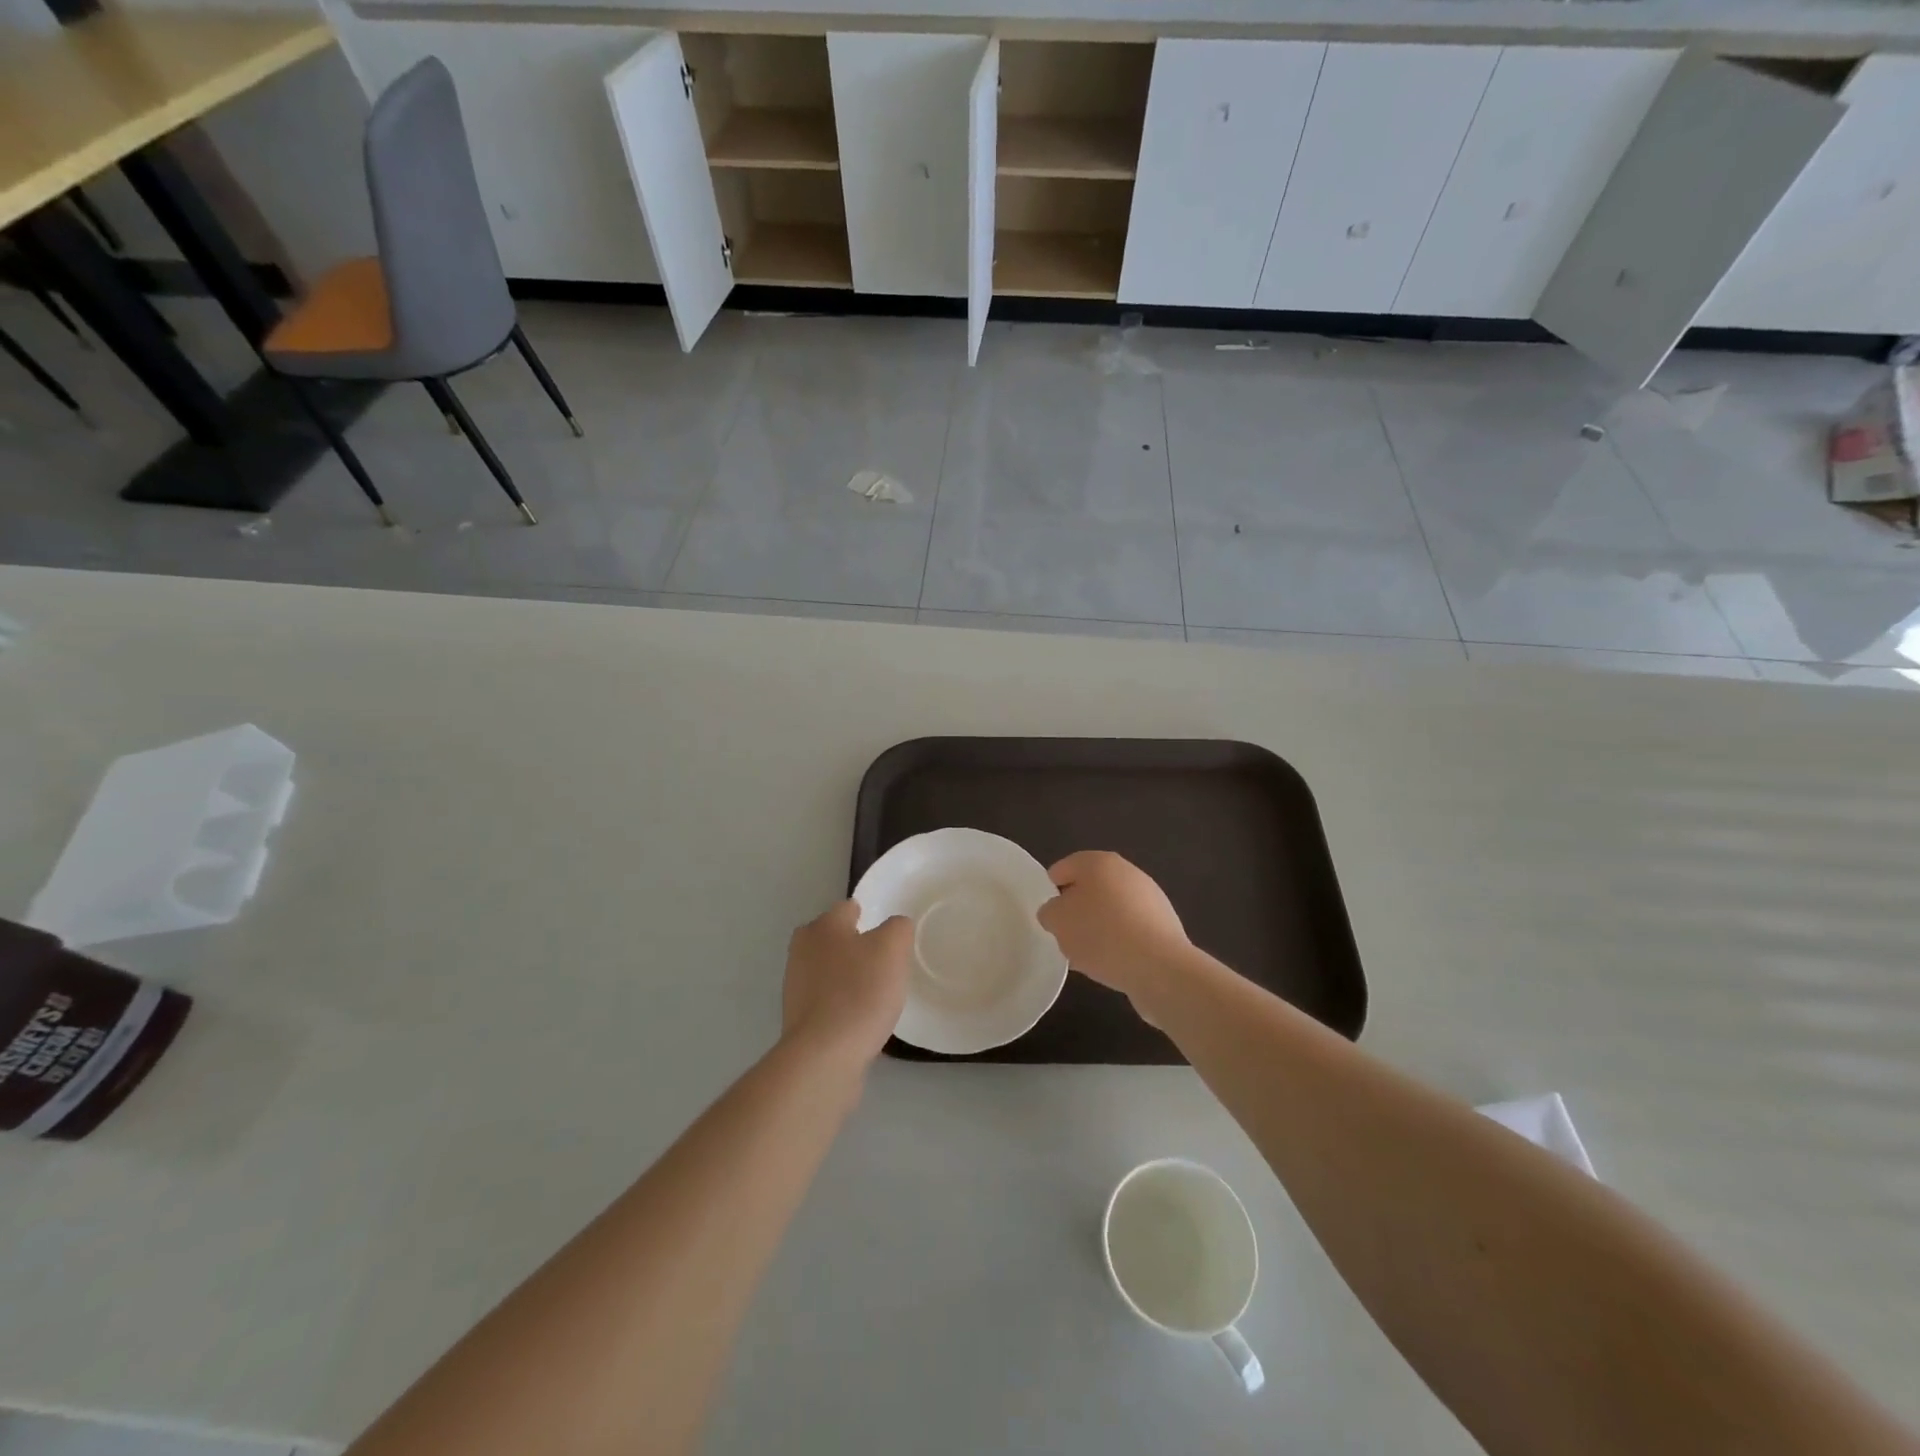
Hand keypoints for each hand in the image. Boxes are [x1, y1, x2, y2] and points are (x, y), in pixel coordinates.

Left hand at [782, 901, 912, 1064]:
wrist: (825, 1056)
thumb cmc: (860, 992)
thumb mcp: (893, 948)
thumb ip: (898, 928)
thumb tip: (894, 927)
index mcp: (822, 926)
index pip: (849, 908)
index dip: (871, 917)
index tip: (889, 936)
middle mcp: (802, 949)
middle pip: (836, 938)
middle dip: (857, 947)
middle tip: (885, 964)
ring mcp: (795, 984)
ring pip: (830, 969)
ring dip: (848, 976)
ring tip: (876, 994)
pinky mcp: (798, 1017)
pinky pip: (827, 999)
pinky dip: (842, 1003)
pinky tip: (859, 1018)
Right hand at [1037, 852, 1192, 1012]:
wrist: (1160, 967)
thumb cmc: (1101, 934)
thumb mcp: (1057, 921)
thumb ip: (1050, 911)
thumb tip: (1058, 911)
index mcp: (1098, 862)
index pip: (1064, 868)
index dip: (1051, 891)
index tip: (1048, 916)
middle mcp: (1127, 871)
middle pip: (1090, 888)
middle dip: (1076, 910)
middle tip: (1065, 936)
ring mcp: (1150, 897)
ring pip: (1111, 909)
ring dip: (1098, 927)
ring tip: (1088, 956)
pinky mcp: (1164, 924)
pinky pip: (1130, 928)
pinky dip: (1119, 941)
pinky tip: (1112, 963)